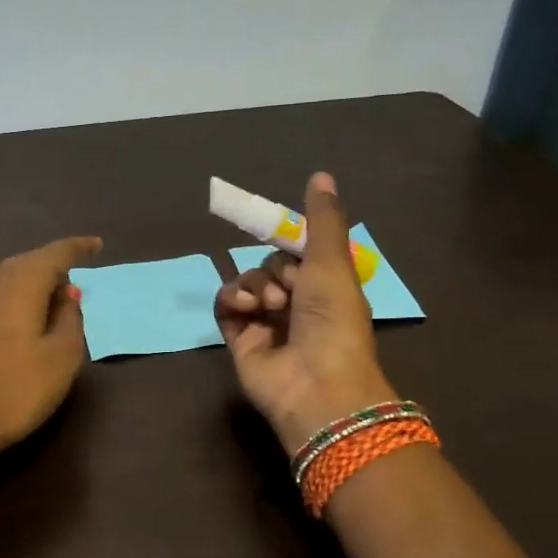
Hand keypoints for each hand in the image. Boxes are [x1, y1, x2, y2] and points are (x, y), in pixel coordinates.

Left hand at [0, 237, 102, 463]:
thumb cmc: (16, 391)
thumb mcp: (61, 358)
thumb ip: (70, 319)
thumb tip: (67, 294)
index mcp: (20, 284)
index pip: (54, 254)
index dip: (78, 248)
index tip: (97, 245)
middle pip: (26, 262)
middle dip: (52, 264)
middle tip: (75, 274)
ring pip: (5, 278)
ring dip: (29, 280)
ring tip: (49, 293)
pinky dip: (11, 298)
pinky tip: (16, 317)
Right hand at [214, 173, 395, 453]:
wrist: (316, 383)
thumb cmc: (333, 320)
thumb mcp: (332, 262)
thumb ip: (323, 220)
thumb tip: (321, 174)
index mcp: (326, 287)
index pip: (299, 253)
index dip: (292, 246)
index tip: (286, 238)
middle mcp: (297, 304)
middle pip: (270, 265)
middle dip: (276, 271)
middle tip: (289, 290)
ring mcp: (266, 323)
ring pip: (246, 283)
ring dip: (254, 285)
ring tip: (269, 305)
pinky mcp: (240, 340)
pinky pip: (225, 306)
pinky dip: (230, 300)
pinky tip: (243, 307)